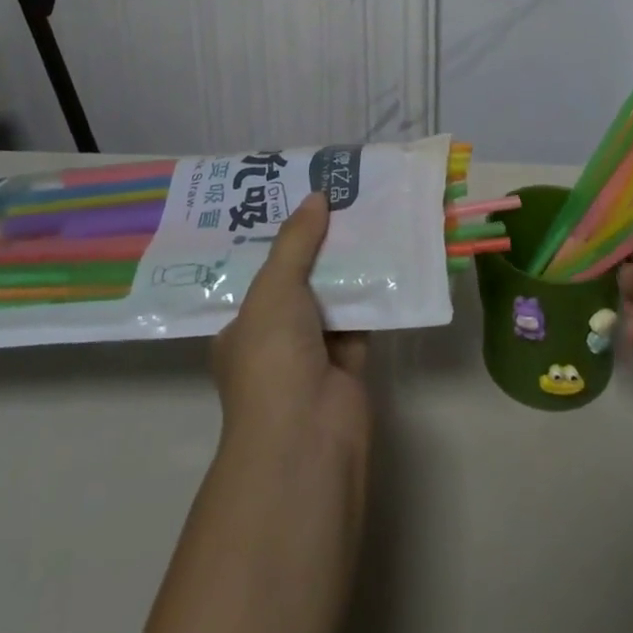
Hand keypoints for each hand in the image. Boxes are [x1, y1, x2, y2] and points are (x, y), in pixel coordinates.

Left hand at [212, 193, 370, 465]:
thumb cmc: (272, 358)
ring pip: (332, 296)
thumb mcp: (273, 289)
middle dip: (318, 244)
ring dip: (348, 264)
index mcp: (242, 326)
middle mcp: (275, 338)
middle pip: (299, 279)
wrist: (306, 436)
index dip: (278, 236)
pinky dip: (373, 291)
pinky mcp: (350, 363)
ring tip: (368, 212)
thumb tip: (316, 196)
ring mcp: (313, 353)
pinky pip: (362, 316)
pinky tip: (389, 253)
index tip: (299, 199)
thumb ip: (295, 241)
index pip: (259, 272)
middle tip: (340, 196)